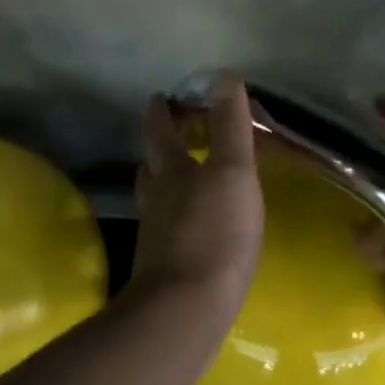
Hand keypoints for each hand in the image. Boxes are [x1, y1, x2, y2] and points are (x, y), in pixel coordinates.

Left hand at [133, 75, 263, 317]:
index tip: (160, 96)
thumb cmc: (215, 234)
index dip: (161, 111)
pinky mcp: (165, 265)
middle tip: (172, 134)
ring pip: (156, 198)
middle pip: (152, 164)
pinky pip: (168, 229)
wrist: (188, 308)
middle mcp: (157, 199)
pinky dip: (177, 217)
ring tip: (179, 177)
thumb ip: (229, 127)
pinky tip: (192, 226)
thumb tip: (222, 77)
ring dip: (164, 182)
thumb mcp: (231, 173)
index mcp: (172, 171)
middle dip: (161, 146)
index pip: (160, 131)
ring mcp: (157, 234)